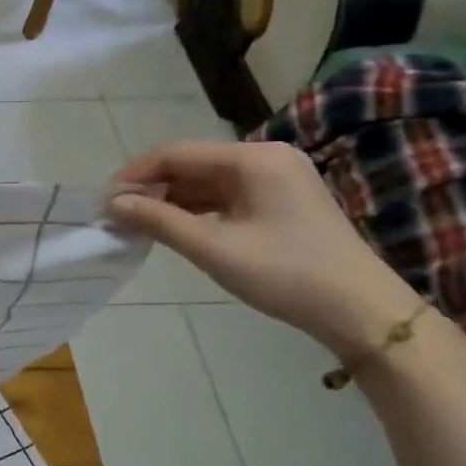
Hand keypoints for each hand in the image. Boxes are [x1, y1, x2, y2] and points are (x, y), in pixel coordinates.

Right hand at [107, 140, 421, 357]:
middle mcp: (266, 158)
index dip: (135, 175)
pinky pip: (225, 196)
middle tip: (117, 215)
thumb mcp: (213, 248)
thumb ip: (159, 220)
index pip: (176, 154)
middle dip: (151, 188)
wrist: (361, 311)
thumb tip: (113, 203)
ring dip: (171, 200)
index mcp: (253, 159)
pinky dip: (195, 210)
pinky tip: (174, 228)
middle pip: (191, 164)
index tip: (104, 201)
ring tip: (137, 224)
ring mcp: (277, 179)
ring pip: (206, 181)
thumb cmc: (285, 273)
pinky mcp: (281, 201)